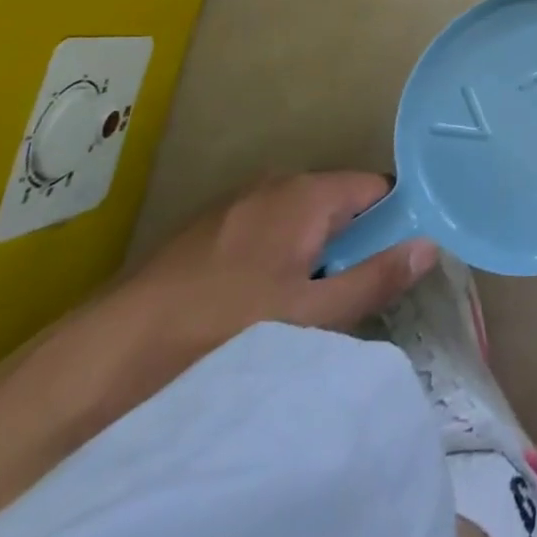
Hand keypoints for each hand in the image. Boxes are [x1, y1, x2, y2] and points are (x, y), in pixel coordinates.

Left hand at [118, 172, 437, 353]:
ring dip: (313, 254)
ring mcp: (237, 203)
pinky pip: (266, 232)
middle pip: (341, 204)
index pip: (379, 189)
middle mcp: (277, 182)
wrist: (105, 354)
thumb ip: (375, 277)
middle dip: (352, 244)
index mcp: (308, 192)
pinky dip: (277, 258)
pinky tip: (255, 305)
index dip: (396, 222)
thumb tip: (430, 245)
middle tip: (346, 297)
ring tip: (301, 308)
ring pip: (302, 220)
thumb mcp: (310, 315)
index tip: (396, 263)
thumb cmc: (221, 328)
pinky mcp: (207, 229)